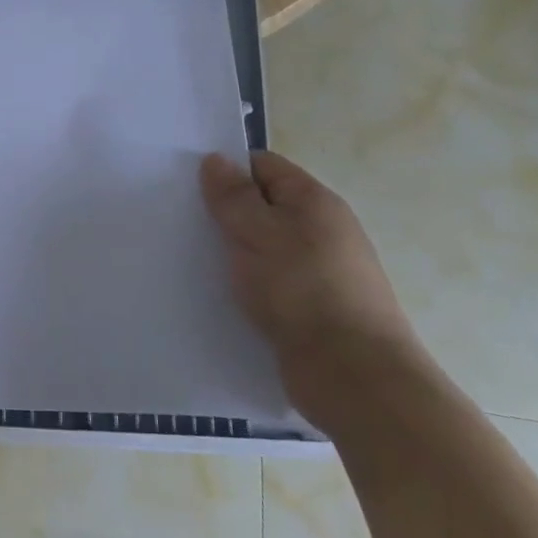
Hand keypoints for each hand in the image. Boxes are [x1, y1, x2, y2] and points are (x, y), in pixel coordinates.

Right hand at [200, 151, 424, 430]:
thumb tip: (216, 160)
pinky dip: (246, 286)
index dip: (227, 171)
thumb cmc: (303, 291)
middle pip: (263, 207)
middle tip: (184, 224)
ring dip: (234, 253)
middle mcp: (321, 231)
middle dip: (225, 214)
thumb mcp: (258, 233)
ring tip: (193, 261)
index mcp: (314, 202)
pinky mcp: (311, 310)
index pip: (264, 167)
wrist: (354, 377)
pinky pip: (270, 284)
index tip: (189, 187)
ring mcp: (319, 272)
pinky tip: (220, 295)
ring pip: (264, 248)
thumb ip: (233, 196)